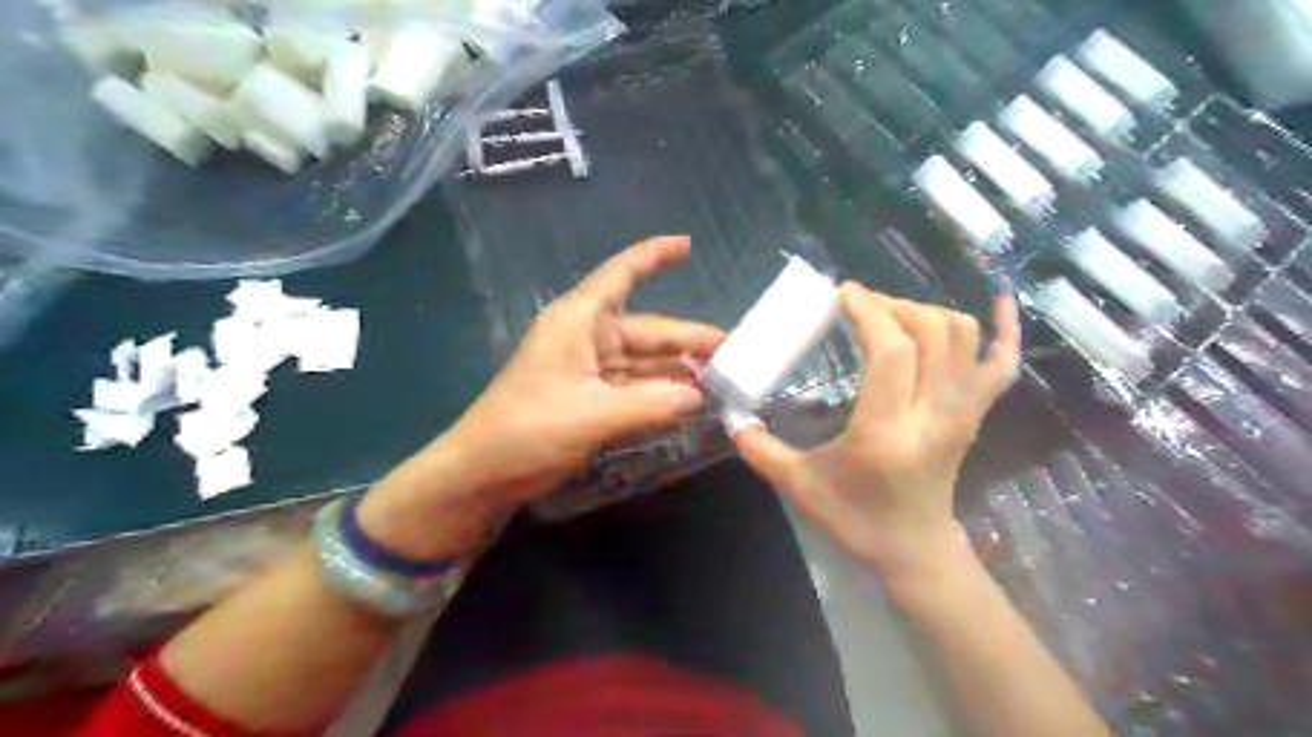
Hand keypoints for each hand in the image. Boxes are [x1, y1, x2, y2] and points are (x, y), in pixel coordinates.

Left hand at [356, 235, 727, 559]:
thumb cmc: (526, 431)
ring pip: (644, 362)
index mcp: (579, 321)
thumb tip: (699, 397)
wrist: (482, 473)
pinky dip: (660, 393)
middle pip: (647, 330)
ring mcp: (589, 369)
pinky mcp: (590, 397)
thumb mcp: (591, 416)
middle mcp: (587, 337)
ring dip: (678, 371)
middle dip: (688, 340)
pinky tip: (689, 402)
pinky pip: (635, 387)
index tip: (688, 244)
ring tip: (722, 381)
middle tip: (734, 356)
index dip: (653, 256)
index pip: (621, 274)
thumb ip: (650, 405)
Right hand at [735, 282, 1018, 580]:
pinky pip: (1003, 362)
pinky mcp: (977, 414)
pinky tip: (997, 300)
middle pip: (930, 332)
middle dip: (891, 306)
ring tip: (892, 315)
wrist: (913, 548)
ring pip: (963, 336)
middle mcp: (934, 414)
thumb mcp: (798, 485)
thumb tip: (732, 416)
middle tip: (859, 305)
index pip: (891, 351)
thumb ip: (759, 448)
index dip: (868, 311)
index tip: (842, 294)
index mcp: (887, 431)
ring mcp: (964, 412)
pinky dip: (1006, 328)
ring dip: (925, 312)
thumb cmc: (855, 518)